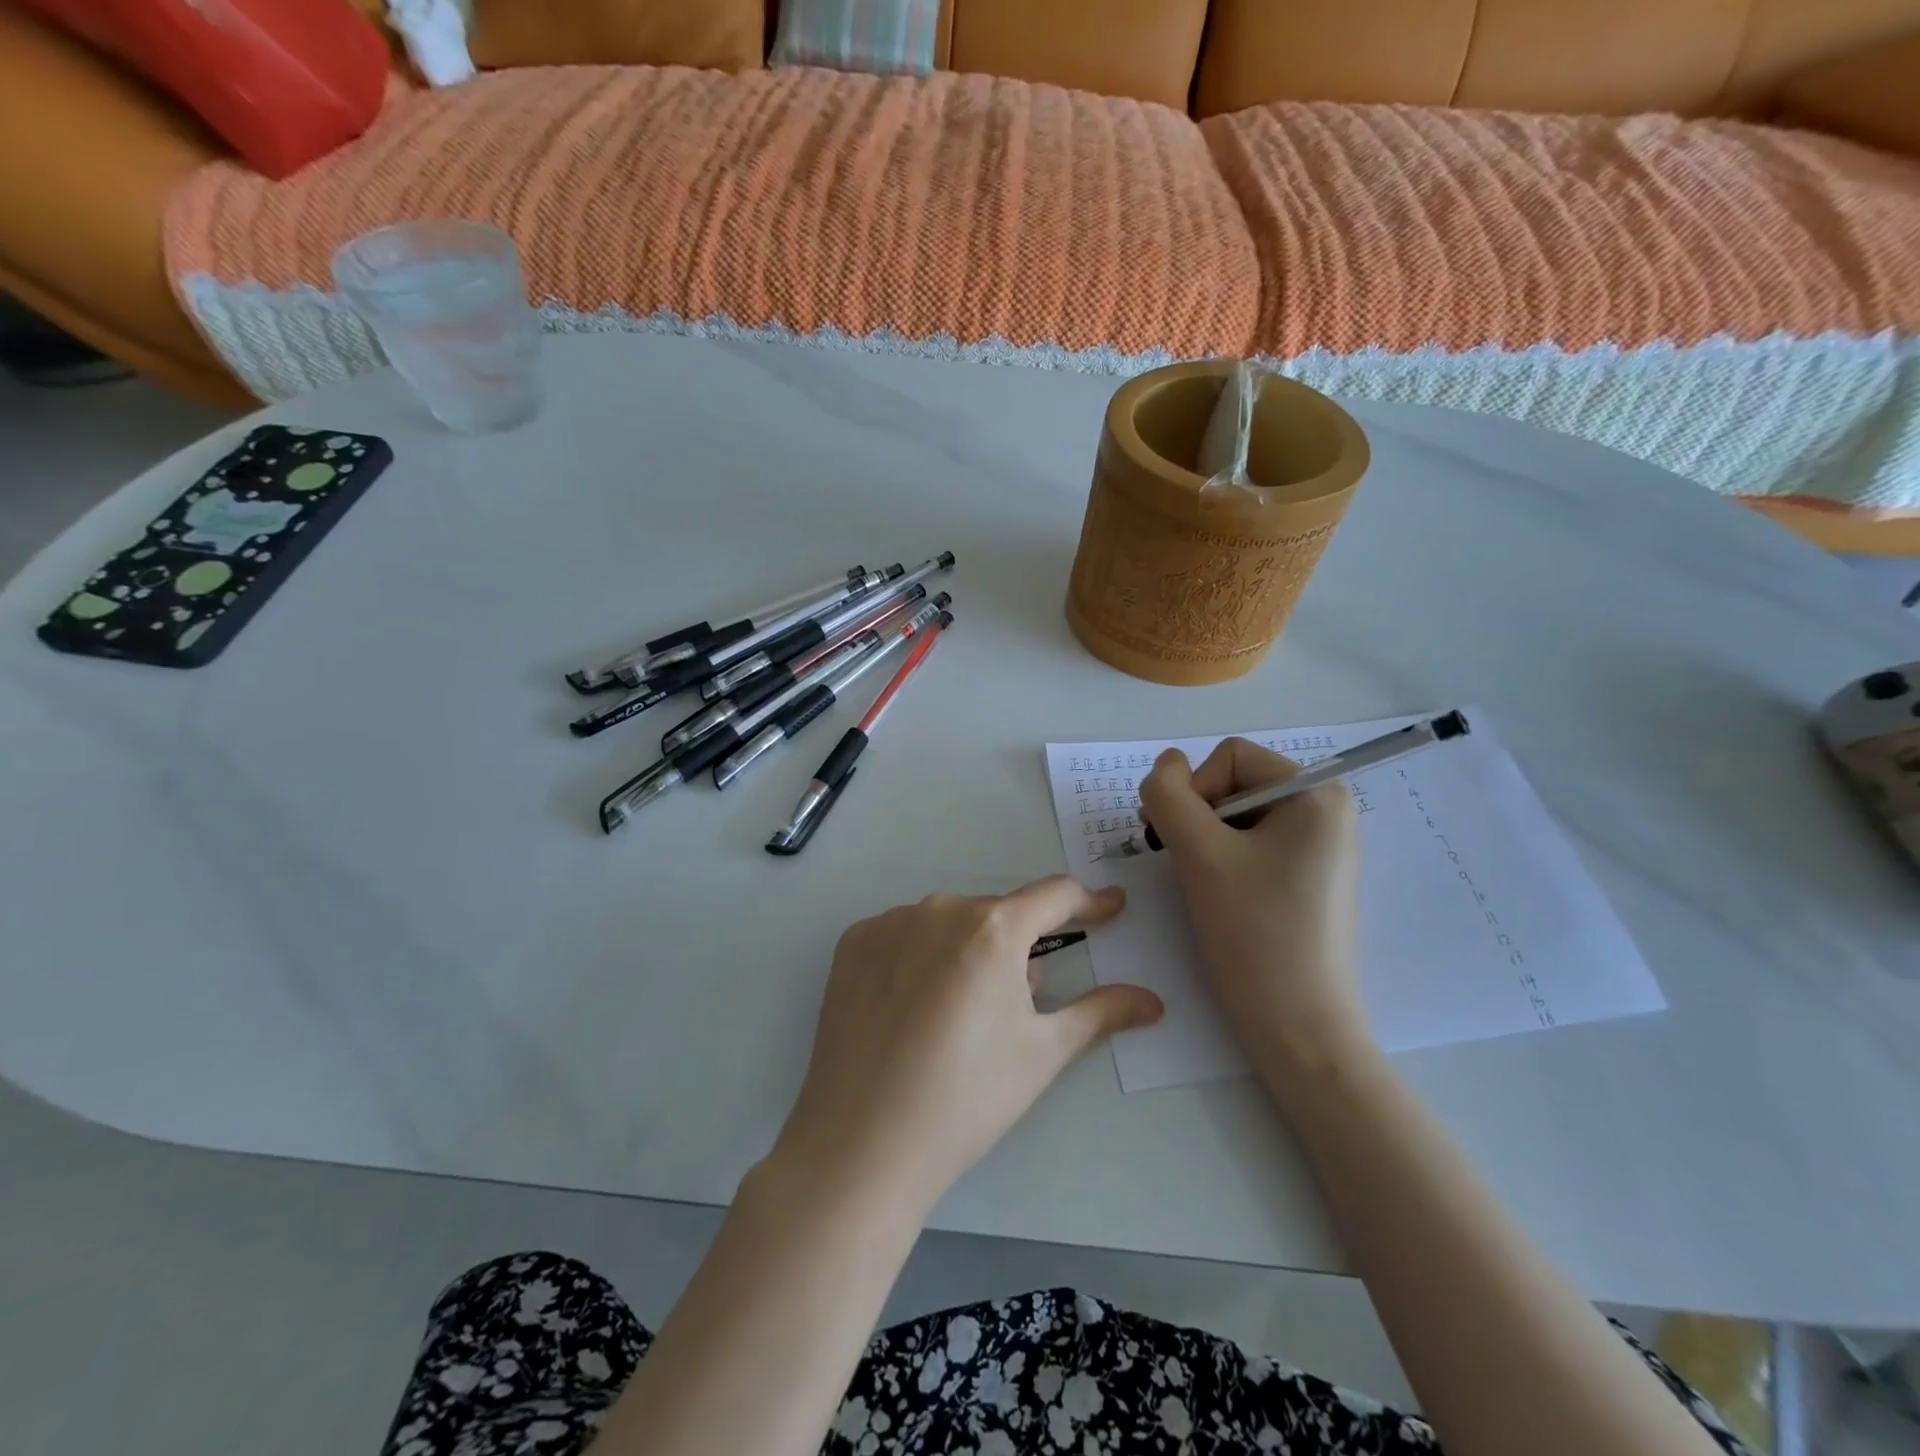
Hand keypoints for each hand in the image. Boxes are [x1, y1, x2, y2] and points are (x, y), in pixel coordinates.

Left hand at [769, 877, 1162, 1213]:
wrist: (861, 1144)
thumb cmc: (967, 1098)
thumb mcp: (1043, 1054)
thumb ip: (1101, 1013)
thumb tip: (1152, 1001)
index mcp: (993, 928)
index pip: (1054, 896)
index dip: (1089, 904)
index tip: (1110, 907)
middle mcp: (939, 908)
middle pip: (998, 915)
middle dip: (1020, 947)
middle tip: (1021, 1002)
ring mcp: (889, 922)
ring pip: (949, 924)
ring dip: (968, 951)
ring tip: (961, 1015)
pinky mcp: (852, 943)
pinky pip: (903, 935)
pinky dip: (920, 957)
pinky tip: (913, 1007)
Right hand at [1138, 739, 1371, 1086]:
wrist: (1299, 1028)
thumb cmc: (1255, 933)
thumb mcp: (1200, 854)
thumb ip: (1169, 796)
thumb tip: (1166, 764)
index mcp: (1317, 793)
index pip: (1230, 757)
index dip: (1194, 791)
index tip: (1183, 843)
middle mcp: (1327, 810)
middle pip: (1235, 783)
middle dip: (1198, 818)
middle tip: (1184, 864)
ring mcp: (1321, 847)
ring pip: (1237, 817)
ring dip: (1205, 842)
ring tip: (1203, 885)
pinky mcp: (1309, 878)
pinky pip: (1253, 845)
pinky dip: (1223, 861)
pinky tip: (1222, 897)